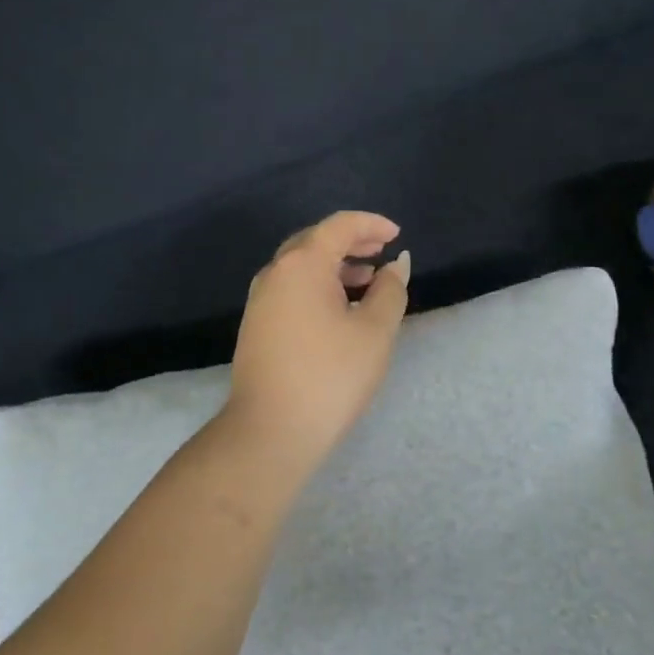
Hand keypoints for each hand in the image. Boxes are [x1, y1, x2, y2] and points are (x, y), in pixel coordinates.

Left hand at [224, 211, 411, 460]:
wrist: (270, 430)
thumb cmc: (330, 375)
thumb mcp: (374, 331)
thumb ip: (390, 290)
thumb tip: (397, 265)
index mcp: (302, 264)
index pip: (338, 226)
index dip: (370, 224)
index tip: (396, 235)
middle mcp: (275, 272)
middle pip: (315, 241)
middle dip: (350, 241)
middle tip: (381, 250)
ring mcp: (260, 299)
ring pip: (300, 266)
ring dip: (334, 265)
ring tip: (367, 279)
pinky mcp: (256, 324)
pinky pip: (290, 288)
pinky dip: (317, 285)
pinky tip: (338, 308)